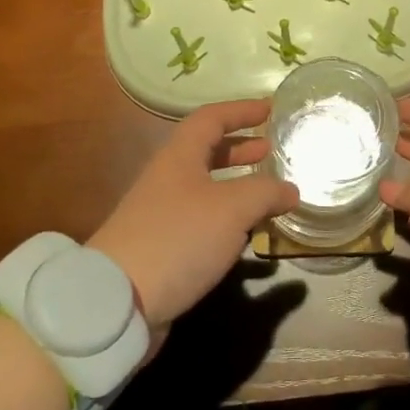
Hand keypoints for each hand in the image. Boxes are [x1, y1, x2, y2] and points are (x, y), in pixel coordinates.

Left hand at [89, 99, 298, 331]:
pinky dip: (227, 216)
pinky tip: (244, 233)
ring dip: (236, 185)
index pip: (211, 118)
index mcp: (179, 156)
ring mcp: (161, 213)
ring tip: (266, 193)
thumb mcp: (232, 208)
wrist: (119, 300)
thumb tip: (291, 189)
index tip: (269, 109)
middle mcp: (167, 178)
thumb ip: (265, 193)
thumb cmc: (178, 238)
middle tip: (269, 150)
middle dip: (239, 148)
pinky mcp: (162, 246)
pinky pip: (201, 218)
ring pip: (205, 187)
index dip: (240, 110)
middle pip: (206, 151)